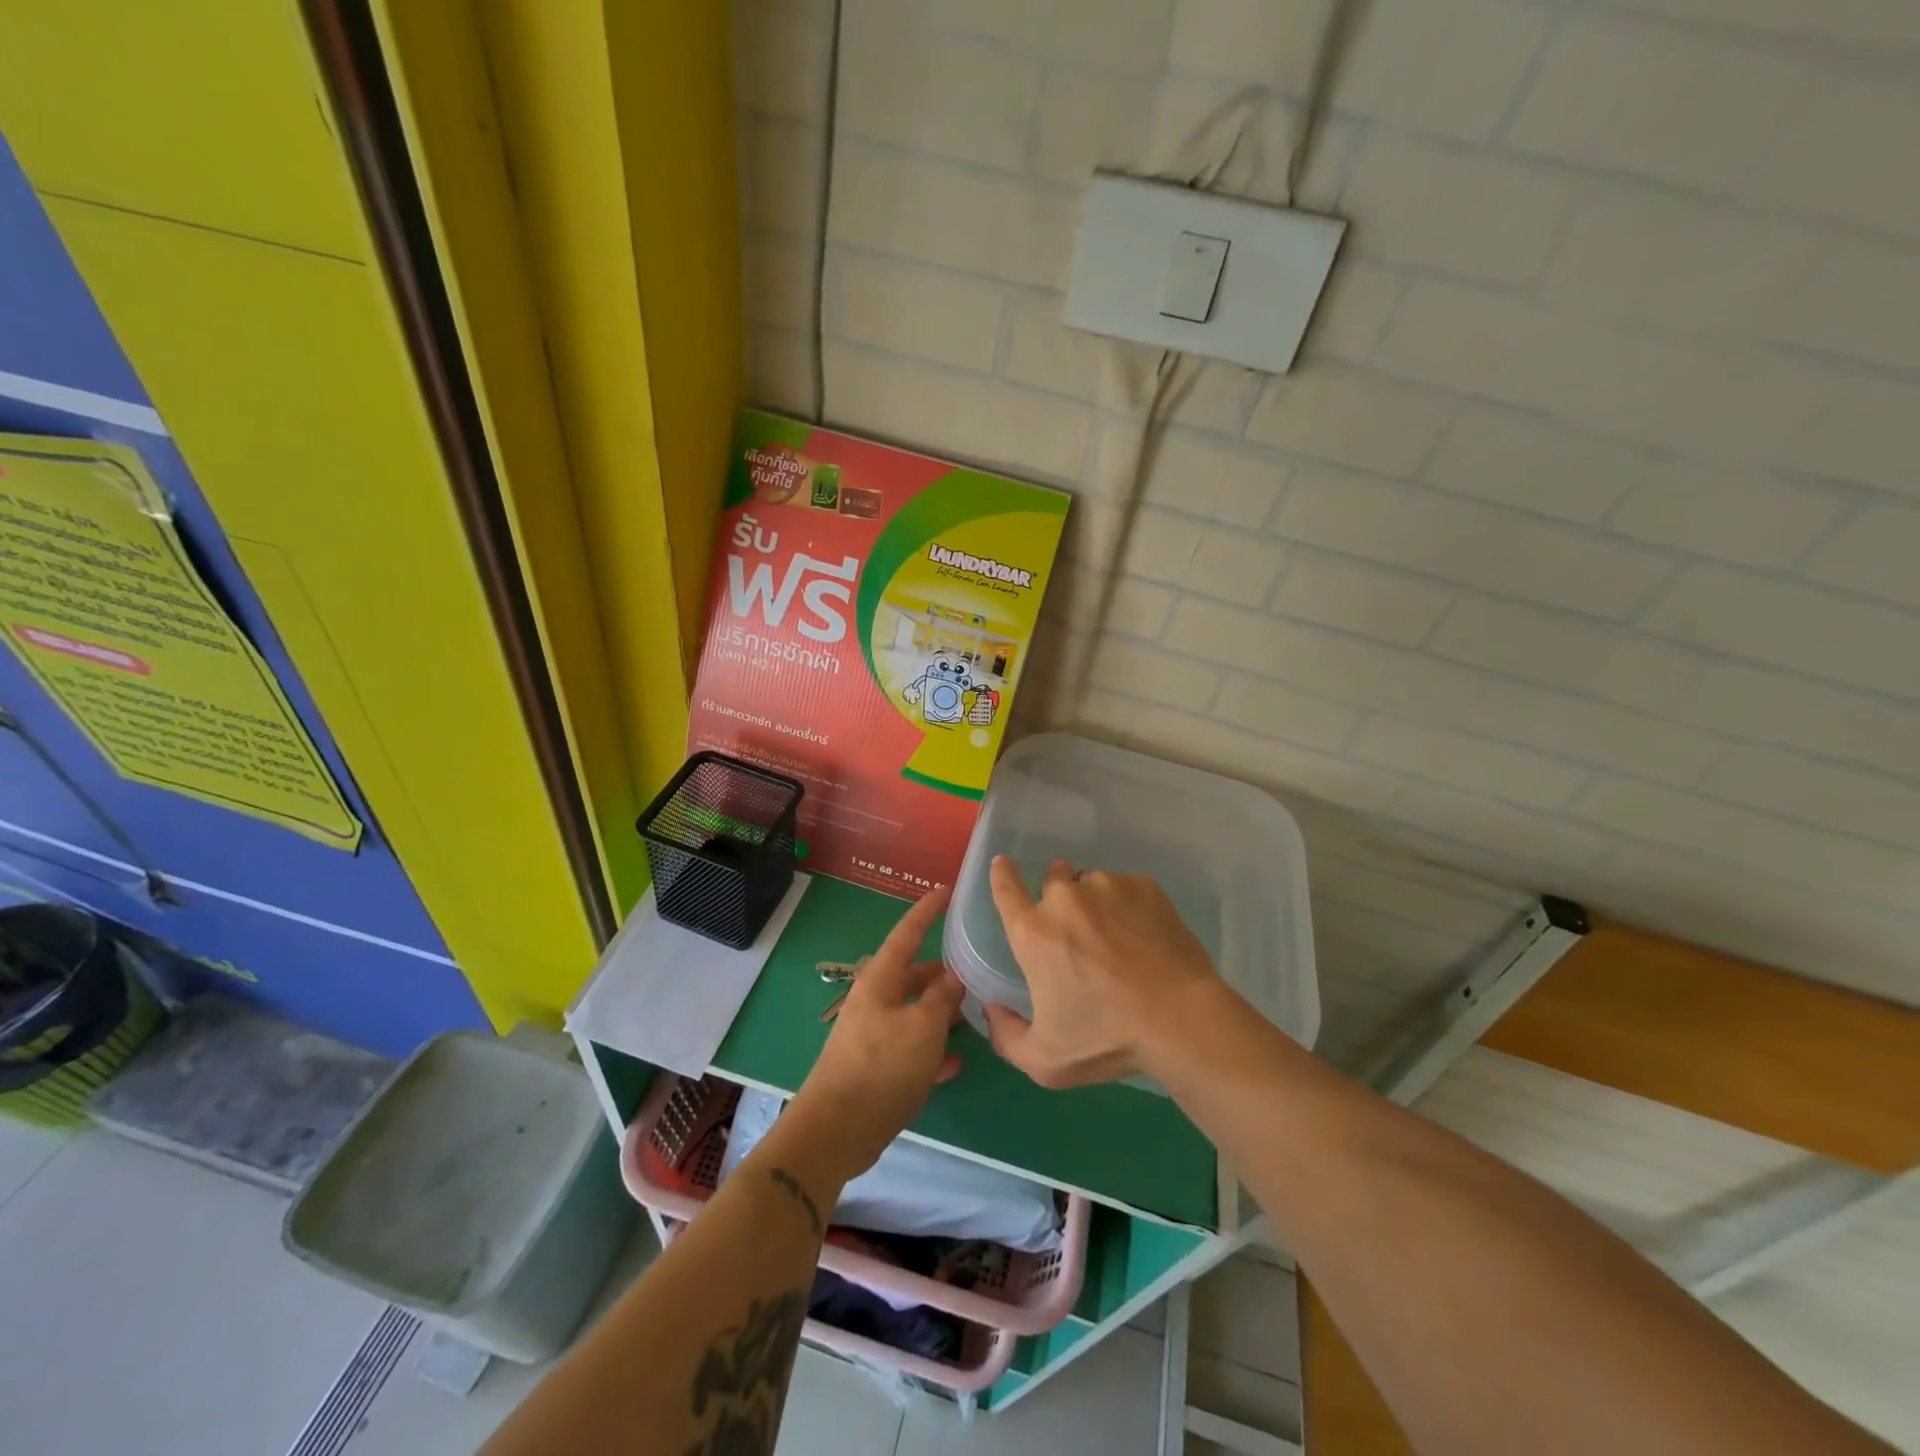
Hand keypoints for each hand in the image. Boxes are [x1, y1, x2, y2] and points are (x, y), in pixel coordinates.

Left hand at [788, 886, 963, 1183]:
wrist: (837, 1130)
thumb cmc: (882, 1067)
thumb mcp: (923, 1027)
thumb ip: (941, 999)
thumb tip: (951, 978)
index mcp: (880, 980)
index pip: (906, 934)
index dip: (926, 912)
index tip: (944, 892)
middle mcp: (875, 1001)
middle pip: (912, 977)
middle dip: (941, 975)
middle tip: (973, 972)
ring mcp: (874, 1035)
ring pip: (914, 1013)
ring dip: (940, 1014)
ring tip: (972, 1016)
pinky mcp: (876, 1069)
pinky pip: (911, 1049)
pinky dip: (932, 1051)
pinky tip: (956, 1062)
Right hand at [984, 856, 1219, 1088]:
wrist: (1179, 1017)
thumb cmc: (1106, 1038)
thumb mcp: (1046, 1060)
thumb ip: (1007, 1037)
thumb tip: (992, 1010)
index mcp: (1033, 932)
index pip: (1005, 890)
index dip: (1002, 875)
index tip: (1004, 864)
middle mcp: (1064, 898)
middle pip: (1053, 879)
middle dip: (1058, 895)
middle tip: (1076, 927)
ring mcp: (1107, 887)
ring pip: (1092, 884)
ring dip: (1095, 902)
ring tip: (1117, 936)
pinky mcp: (1144, 887)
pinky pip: (1127, 888)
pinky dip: (1128, 905)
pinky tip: (1144, 935)